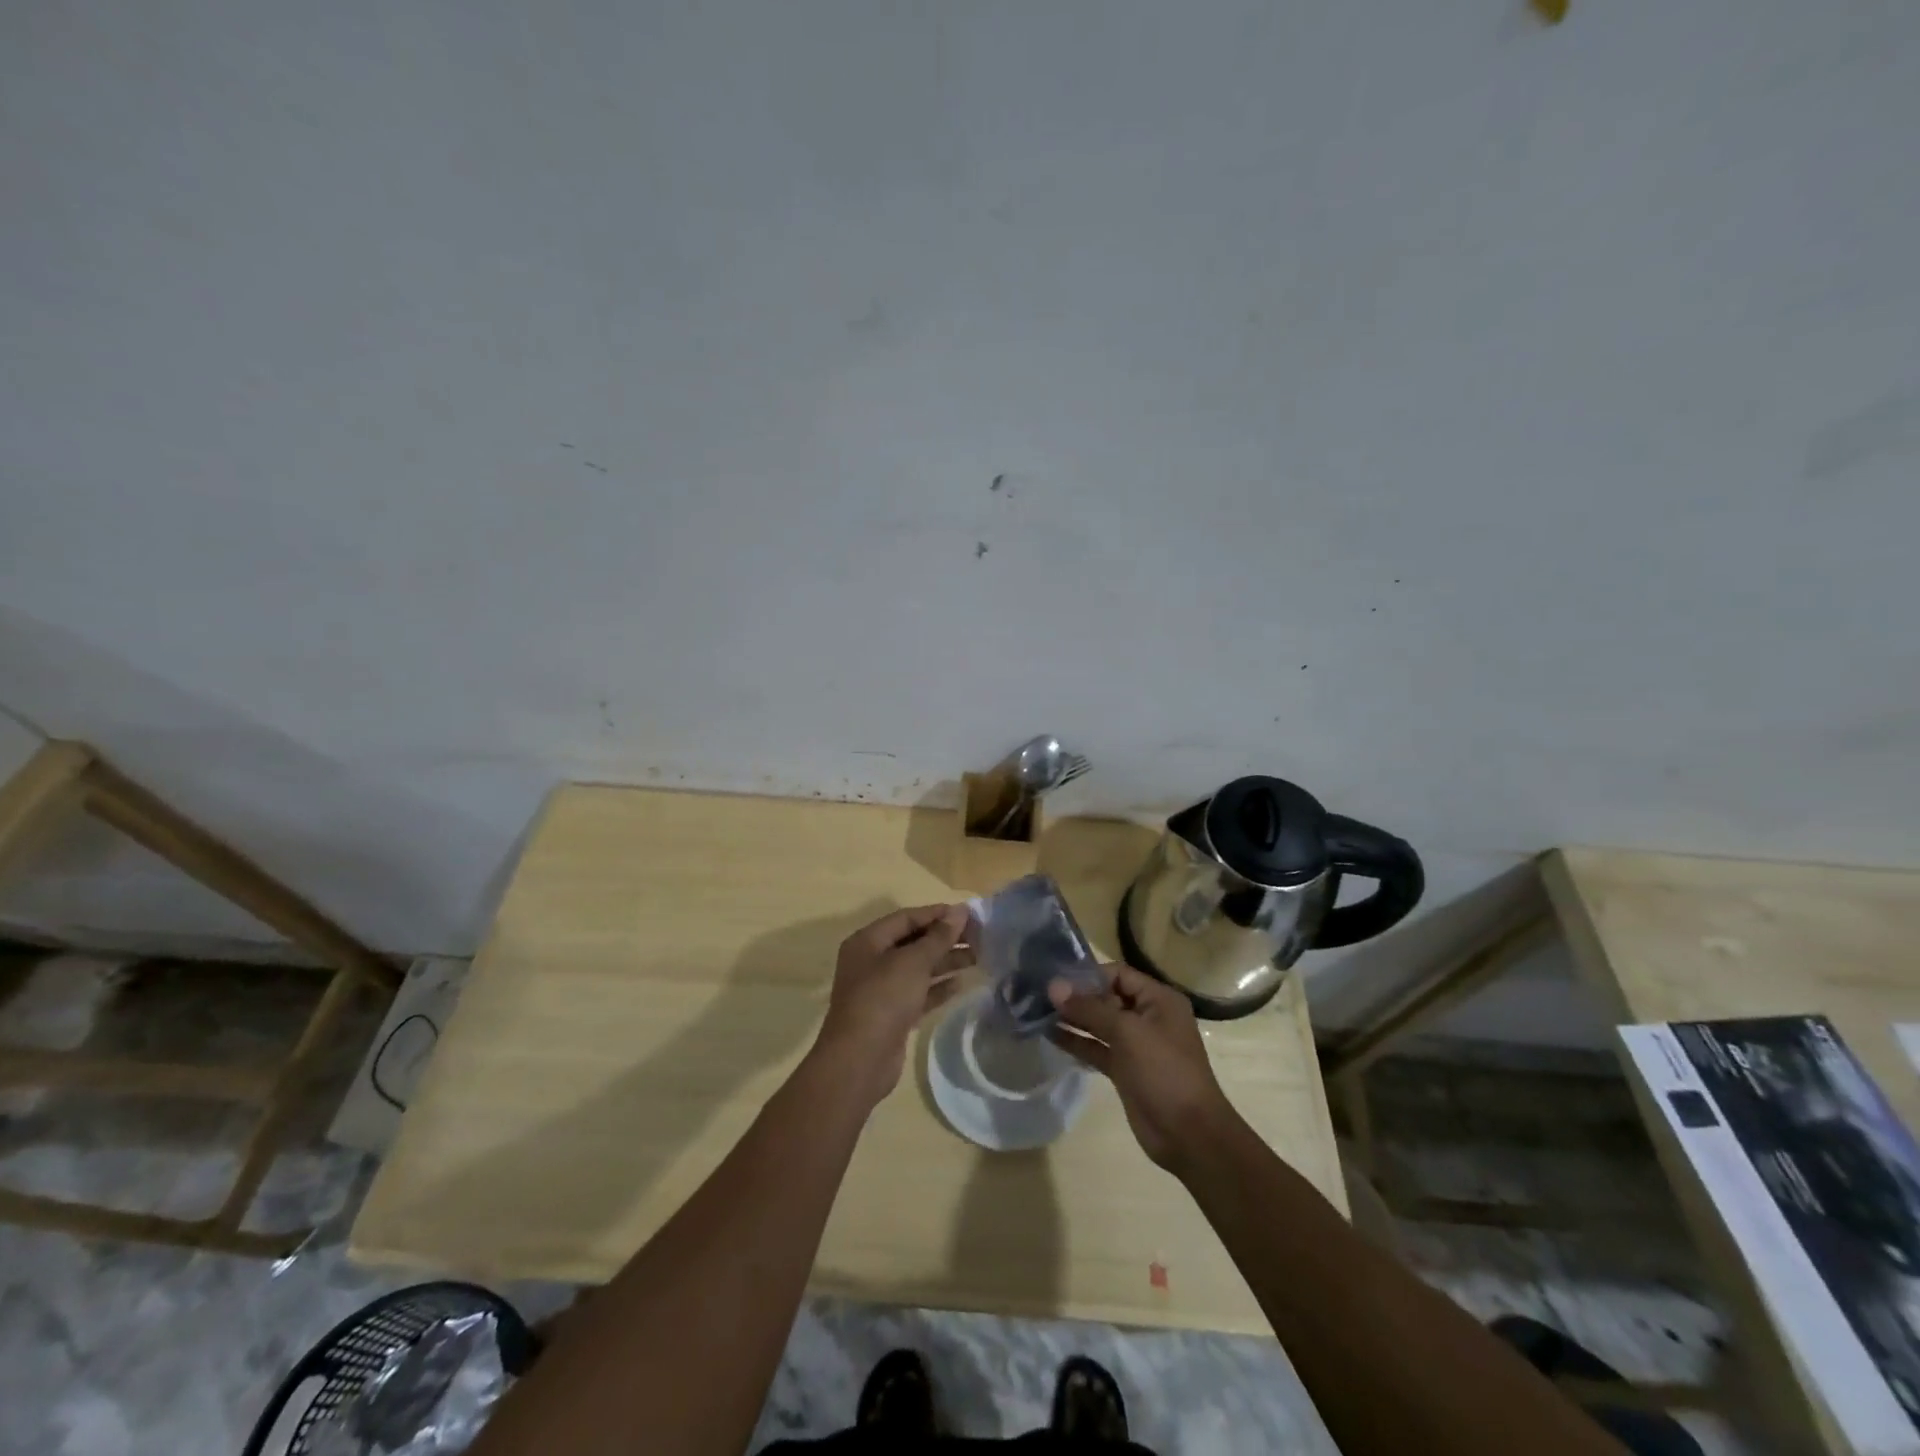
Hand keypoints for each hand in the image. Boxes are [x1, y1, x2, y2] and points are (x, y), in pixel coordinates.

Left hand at [815, 904, 971, 1107]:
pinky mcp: (892, 1015)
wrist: (860, 1060)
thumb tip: (960, 911)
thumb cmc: (883, 998)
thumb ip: (938, 937)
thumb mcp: (913, 962)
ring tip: (979, 958)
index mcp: (868, 941)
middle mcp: (872, 961)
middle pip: (913, 942)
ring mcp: (881, 990)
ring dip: (946, 962)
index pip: (907, 918)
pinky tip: (963, 984)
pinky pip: (919, 993)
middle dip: (945, 939)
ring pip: (918, 969)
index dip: (937, 914)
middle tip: (979, 937)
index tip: (968, 914)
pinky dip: (939, 988)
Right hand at [1048, 964, 1236, 1172]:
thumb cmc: (1164, 1071)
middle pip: (1107, 997)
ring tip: (1038, 1011)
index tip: (1055, 979)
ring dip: (1073, 1018)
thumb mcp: (1127, 1033)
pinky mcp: (1125, 1070)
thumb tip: (1054, 986)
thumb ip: (1089, 1008)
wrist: (1188, 1134)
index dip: (1088, 975)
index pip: (1118, 974)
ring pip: (1100, 1024)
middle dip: (1077, 996)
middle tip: (1040, 994)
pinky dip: (1077, 1042)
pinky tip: (1050, 1035)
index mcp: (1159, 1000)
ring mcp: (1136, 1045)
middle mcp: (1148, 1017)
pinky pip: (1097, 1048)